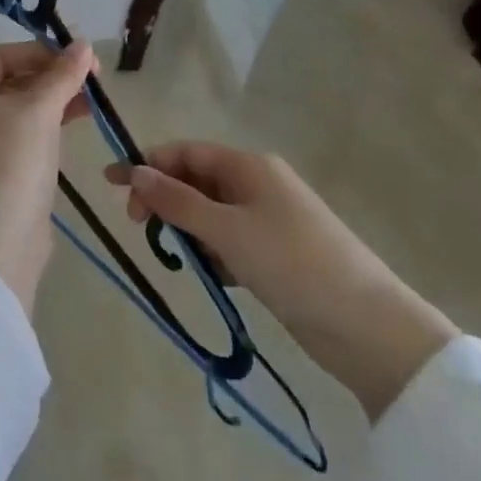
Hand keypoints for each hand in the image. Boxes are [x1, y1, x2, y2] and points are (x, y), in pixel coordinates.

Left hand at [0, 39, 95, 314]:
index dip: (38, 52)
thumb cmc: (12, 160)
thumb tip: (83, 44)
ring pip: (21, 111)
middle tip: (91, 78)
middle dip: (51, 77)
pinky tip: (76, 126)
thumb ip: (63, 75)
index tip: (74, 56)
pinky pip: (24, 138)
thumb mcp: (40, 109)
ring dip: (55, 101)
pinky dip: (49, 127)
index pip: (1, 56)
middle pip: (11, 82)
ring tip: (92, 102)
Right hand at [105, 142, 456, 419]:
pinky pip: (230, 241)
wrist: (368, 327)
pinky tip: (212, 277)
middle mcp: (258, 184)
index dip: (147, 164)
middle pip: (196, 181)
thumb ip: (176, 201)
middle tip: (140, 228)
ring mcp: (270, 219)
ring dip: (189, 231)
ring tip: (182, 260)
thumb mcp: (226, 230)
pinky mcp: (277, 253)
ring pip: (211, 214)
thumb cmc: (291, 263)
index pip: (186, 153)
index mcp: (249, 166)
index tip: (112, 186)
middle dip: (166, 200)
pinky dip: (214, 254)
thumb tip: (134, 170)